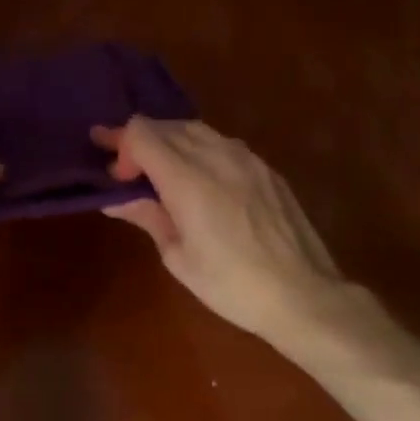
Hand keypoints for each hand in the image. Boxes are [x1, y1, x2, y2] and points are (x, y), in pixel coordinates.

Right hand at [93, 118, 356, 353]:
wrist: (304, 294)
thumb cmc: (232, 285)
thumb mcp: (178, 257)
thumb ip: (148, 217)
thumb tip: (115, 199)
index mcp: (188, 178)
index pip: (141, 133)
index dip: (120, 146)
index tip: (116, 176)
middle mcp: (216, 155)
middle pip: (165, 125)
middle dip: (139, 141)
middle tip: (125, 170)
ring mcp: (246, 158)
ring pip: (195, 129)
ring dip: (169, 141)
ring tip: (159, 170)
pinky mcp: (265, 167)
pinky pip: (221, 143)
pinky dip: (198, 149)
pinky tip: (199, 177)